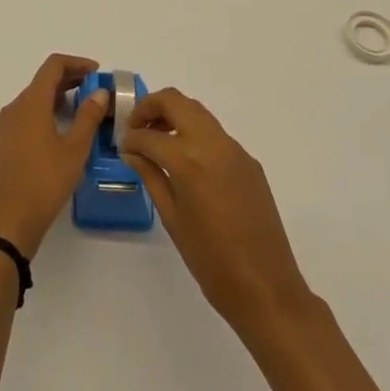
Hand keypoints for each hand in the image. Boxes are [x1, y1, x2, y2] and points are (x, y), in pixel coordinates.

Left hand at [0, 53, 109, 258]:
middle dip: (70, 80)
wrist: (7, 221)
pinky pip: (27, 116)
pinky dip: (46, 112)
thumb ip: (88, 117)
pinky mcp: (3, 144)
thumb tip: (100, 93)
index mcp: (31, 102)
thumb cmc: (44, 182)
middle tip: (95, 91)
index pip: (53, 66)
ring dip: (58, 97)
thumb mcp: (74, 149)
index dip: (77, 63)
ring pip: (34, 99)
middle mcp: (15, 107)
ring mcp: (6, 126)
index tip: (97, 72)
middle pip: (43, 81)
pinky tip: (61, 131)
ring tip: (83, 110)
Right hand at [120, 88, 312, 334]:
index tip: (123, 147)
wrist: (266, 289)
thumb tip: (132, 152)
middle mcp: (212, 143)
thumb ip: (151, 176)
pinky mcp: (249, 160)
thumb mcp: (172, 219)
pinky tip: (187, 162)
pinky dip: (195, 134)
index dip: (130, 138)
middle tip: (136, 129)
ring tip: (158, 142)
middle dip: (150, 107)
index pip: (149, 135)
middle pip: (175, 101)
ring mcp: (234, 149)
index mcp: (188, 160)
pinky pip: (215, 134)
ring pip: (197, 111)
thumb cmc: (211, 261)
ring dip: (174, 116)